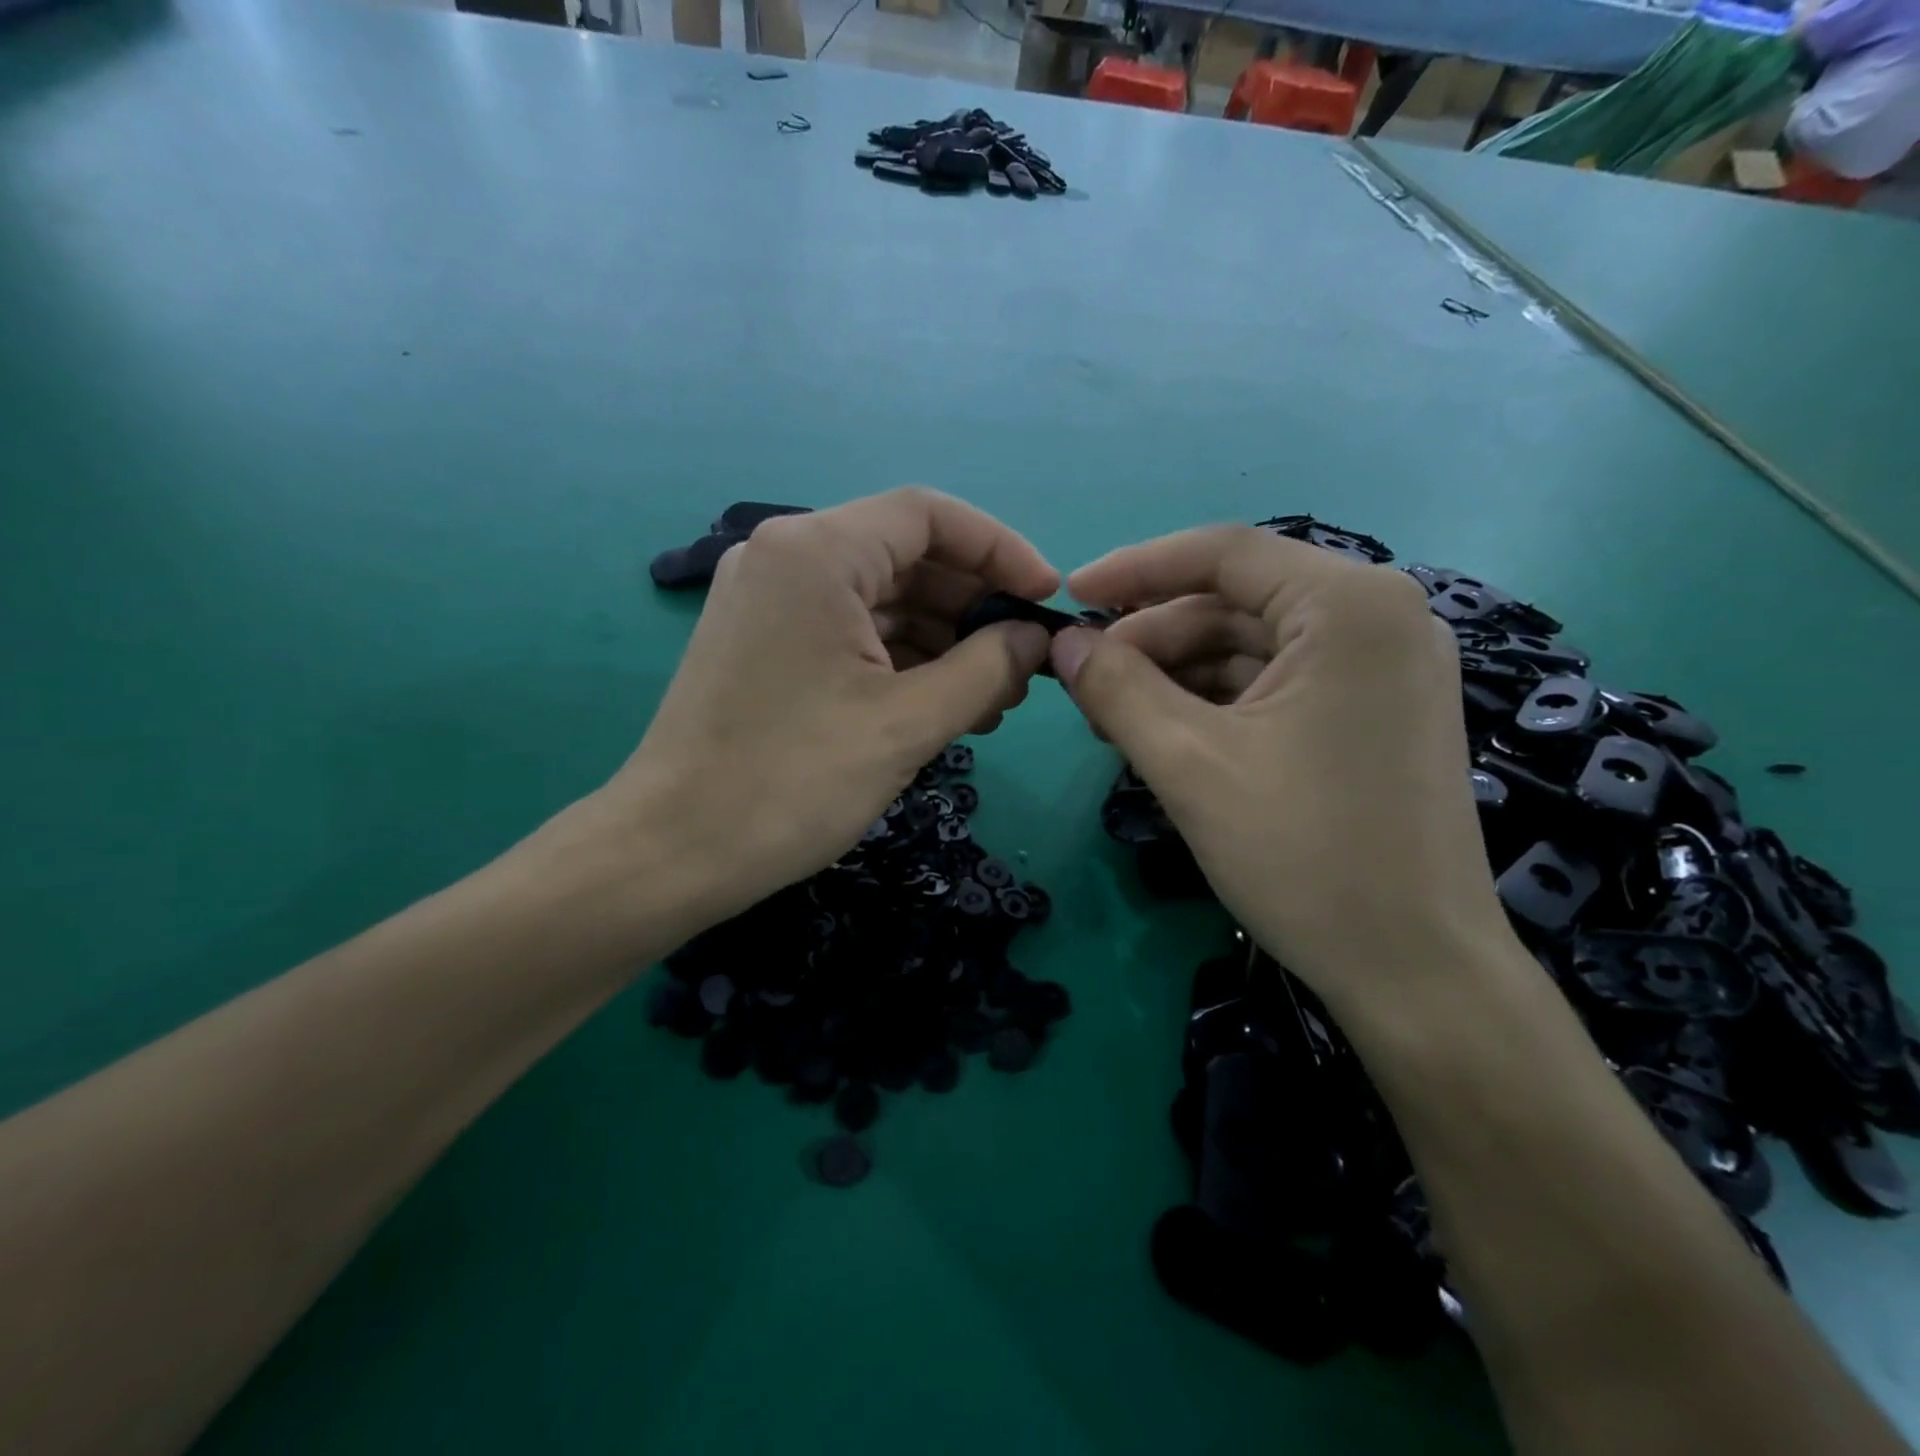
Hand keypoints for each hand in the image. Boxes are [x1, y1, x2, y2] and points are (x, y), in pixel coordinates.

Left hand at [603, 488, 1057, 927]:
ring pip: (880, 598)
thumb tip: (1036, 639)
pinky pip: (849, 631)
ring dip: (942, 640)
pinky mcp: (763, 642)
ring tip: (993, 699)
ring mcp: (768, 600)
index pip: (929, 515)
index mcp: (816, 552)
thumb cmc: (792, 782)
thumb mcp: (907, 724)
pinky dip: (900, 659)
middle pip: (906, 555)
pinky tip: (941, 704)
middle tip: (1024, 665)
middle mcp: (786, 557)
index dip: (1001, 549)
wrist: (672, 852)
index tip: (1047, 599)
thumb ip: (988, 668)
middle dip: (973, 606)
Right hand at [1048, 526, 1510, 1009]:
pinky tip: (1165, 734)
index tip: (1069, 597)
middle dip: (1152, 638)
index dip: (1134, 569)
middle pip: (1235, 601)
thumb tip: (1063, 642)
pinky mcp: (1375, 714)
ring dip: (1176, 674)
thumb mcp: (1189, 764)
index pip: (1222, 553)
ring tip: (1113, 716)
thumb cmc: (1304, 855)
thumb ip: (1116, 689)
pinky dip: (1215, 702)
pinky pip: (1277, 684)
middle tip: (1085, 681)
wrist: (1415, 973)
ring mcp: (1384, 670)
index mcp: (1350, 606)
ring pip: (1251, 646)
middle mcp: (1379, 618)